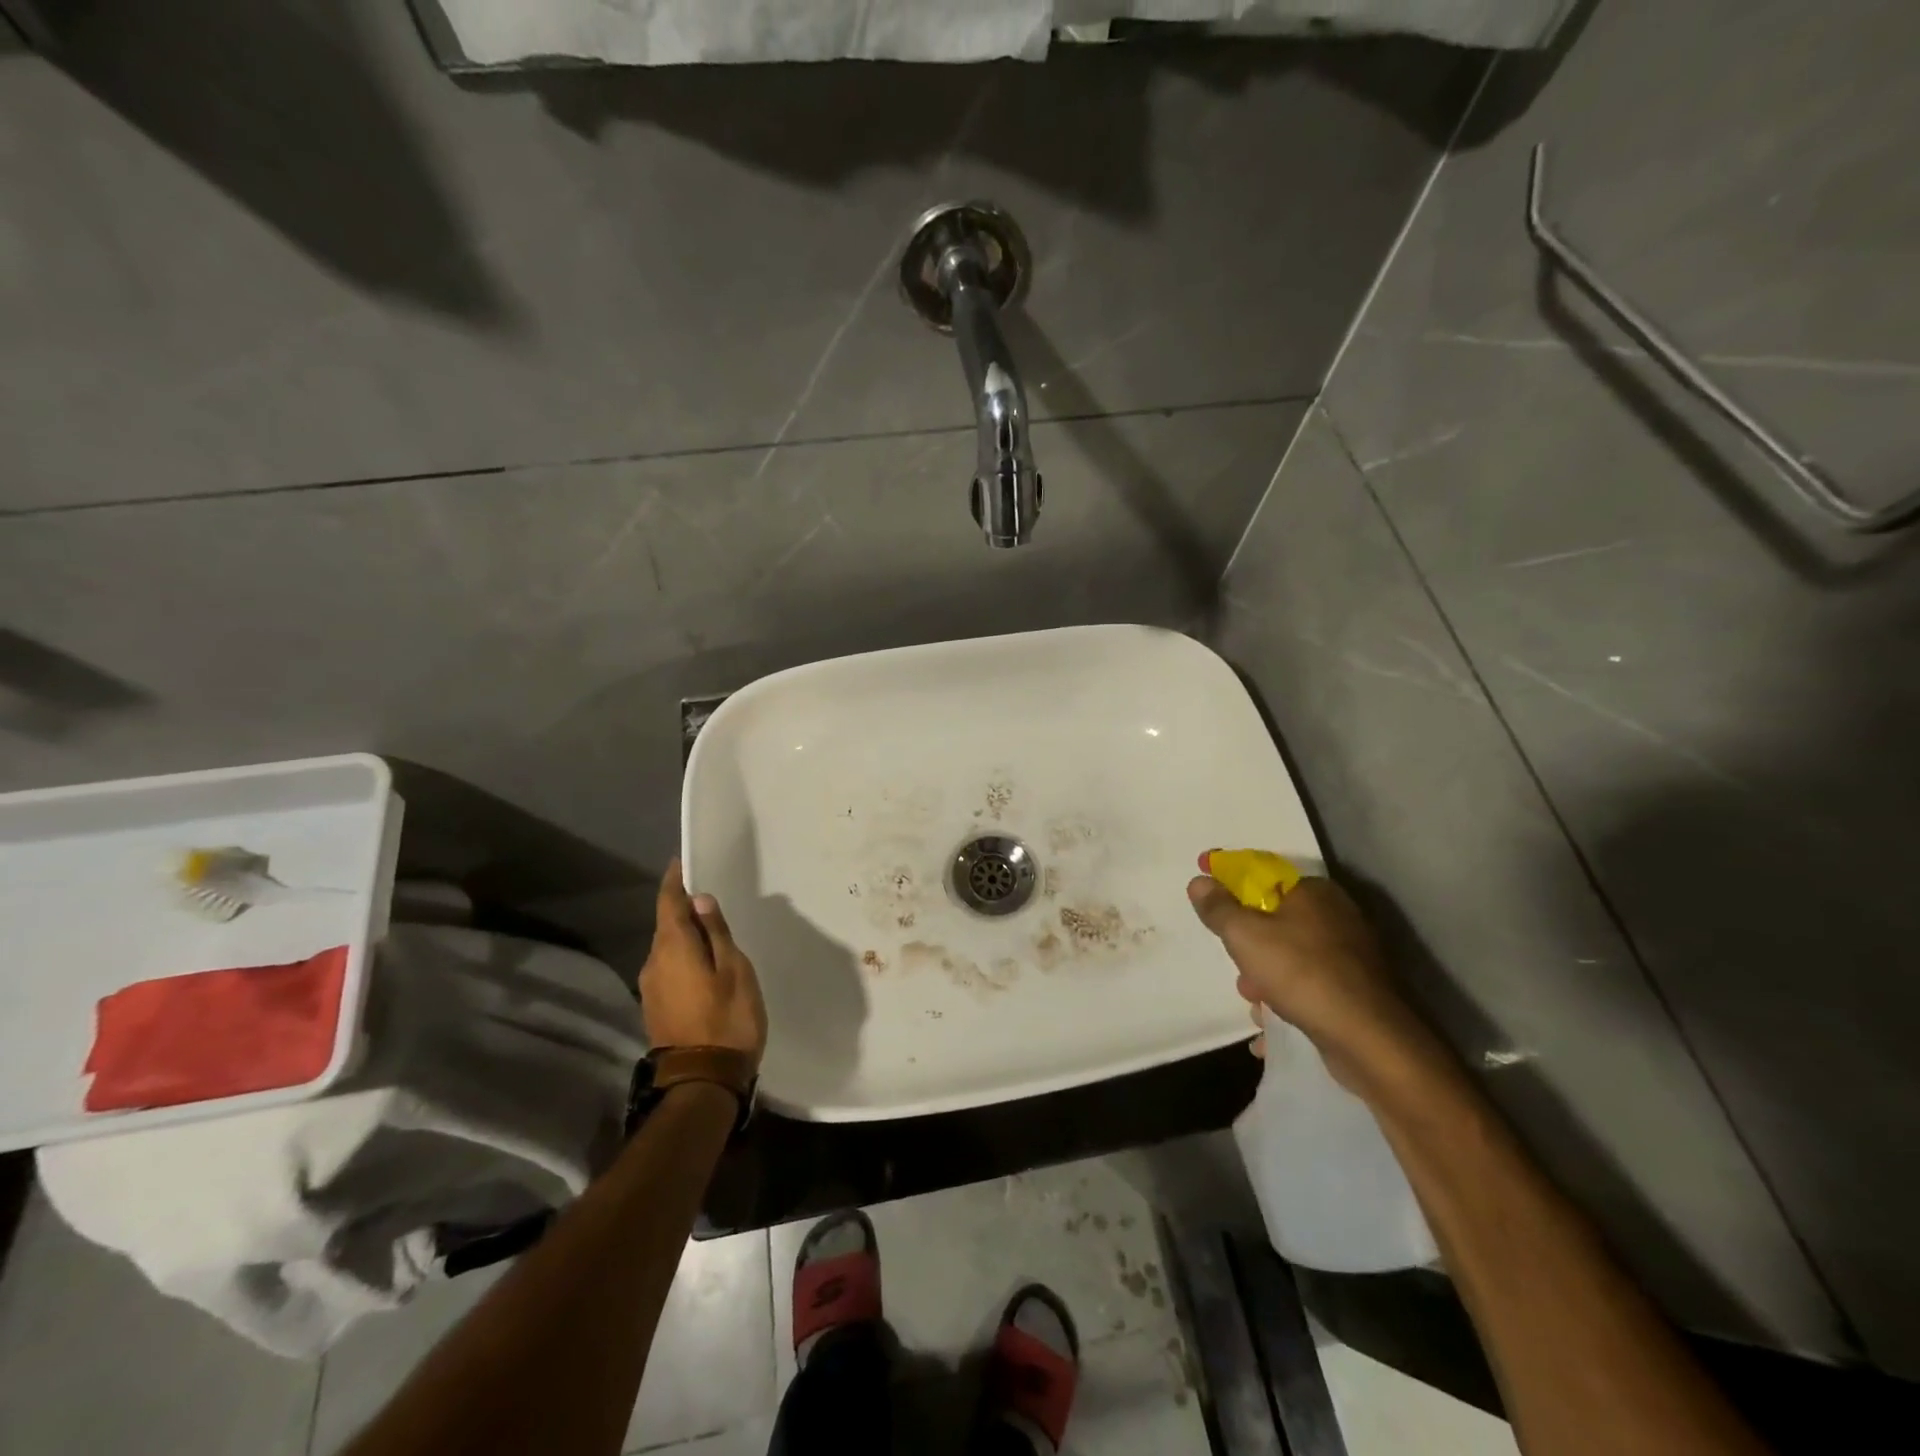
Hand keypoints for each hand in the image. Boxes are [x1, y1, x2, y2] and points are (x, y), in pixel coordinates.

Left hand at [638, 860, 767, 1071]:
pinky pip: (669, 968)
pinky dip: (684, 957)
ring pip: (668, 949)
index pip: (668, 902)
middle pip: (666, 925)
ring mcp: (651, 988)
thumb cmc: (727, 1018)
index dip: (674, 881)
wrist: (702, 1081)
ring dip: (685, 936)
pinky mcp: (656, 1007)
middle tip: (709, 897)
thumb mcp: (734, 969)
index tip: (682, 862)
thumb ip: (716, 933)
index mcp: (673, 948)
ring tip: (712, 931)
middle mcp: (653, 963)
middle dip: (684, 909)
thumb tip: (700, 900)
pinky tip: (703, 963)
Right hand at [1186, 859, 1445, 1097]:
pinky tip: (1271, 1023)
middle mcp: (1337, 915)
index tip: (1203, 887)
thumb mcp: (1245, 935)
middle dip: (1248, 945)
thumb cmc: (1301, 973)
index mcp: (1314, 891)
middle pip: (1274, 919)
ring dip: (1265, 978)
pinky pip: (1309, 986)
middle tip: (1236, 965)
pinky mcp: (1357, 990)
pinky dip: (1288, 1000)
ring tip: (1255, 1003)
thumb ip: (1219, 907)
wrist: (1369, 1039)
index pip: (1262, 874)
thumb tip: (1200, 881)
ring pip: (1290, 956)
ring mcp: (1352, 954)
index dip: (1228, 880)